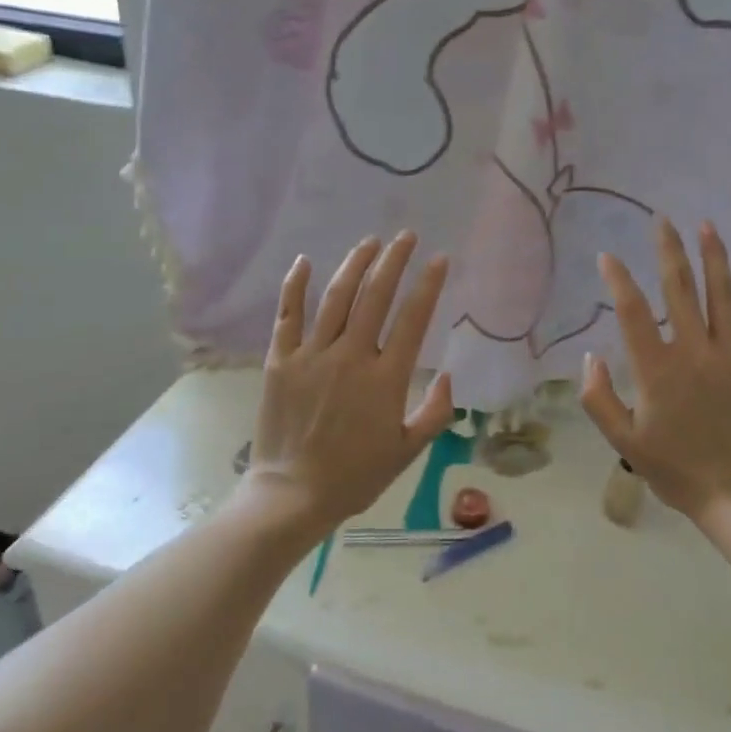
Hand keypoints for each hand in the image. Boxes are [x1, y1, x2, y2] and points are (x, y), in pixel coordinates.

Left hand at [250, 232, 453, 528]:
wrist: (293, 495)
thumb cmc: (356, 476)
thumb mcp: (408, 451)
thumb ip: (435, 412)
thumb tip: (449, 376)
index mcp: (385, 378)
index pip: (413, 319)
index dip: (428, 285)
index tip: (439, 259)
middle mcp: (351, 357)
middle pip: (375, 296)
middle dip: (394, 261)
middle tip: (406, 236)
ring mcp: (312, 356)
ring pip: (336, 298)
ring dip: (355, 265)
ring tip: (370, 242)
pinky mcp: (281, 361)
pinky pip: (287, 316)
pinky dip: (295, 287)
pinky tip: (305, 261)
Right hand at [580, 219, 730, 524]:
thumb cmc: (675, 470)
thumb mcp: (624, 441)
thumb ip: (599, 398)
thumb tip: (591, 356)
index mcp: (658, 370)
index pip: (633, 312)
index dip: (618, 280)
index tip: (608, 257)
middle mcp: (696, 353)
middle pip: (680, 290)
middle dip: (669, 251)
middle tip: (662, 221)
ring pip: (723, 295)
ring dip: (713, 258)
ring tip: (706, 226)